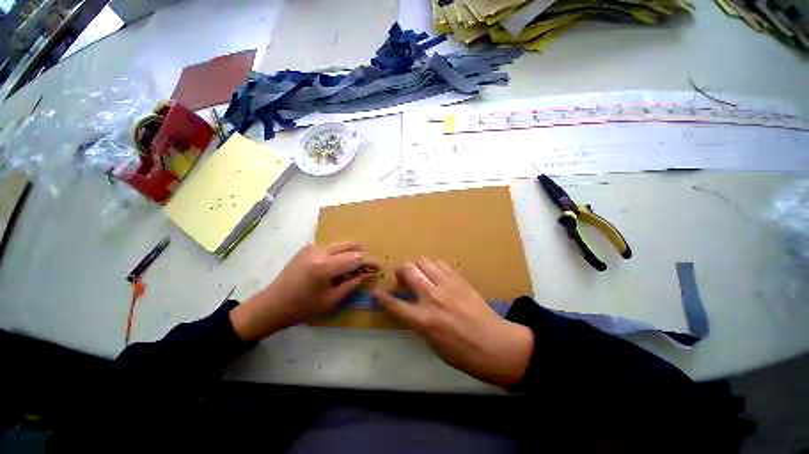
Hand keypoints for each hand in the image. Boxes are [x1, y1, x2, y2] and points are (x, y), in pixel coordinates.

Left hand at [230, 241, 378, 340]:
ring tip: (350, 269)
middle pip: (351, 244)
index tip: (378, 267)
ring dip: (350, 253)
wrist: (271, 305)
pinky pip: (331, 246)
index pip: (356, 257)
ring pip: (342, 243)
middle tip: (364, 268)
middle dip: (361, 254)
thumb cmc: (302, 308)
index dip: (370, 261)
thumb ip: (353, 283)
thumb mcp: (332, 300)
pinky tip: (335, 268)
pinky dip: (339, 254)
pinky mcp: (308, 247)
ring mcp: (312, 247)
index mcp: (325, 266)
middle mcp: (320, 251)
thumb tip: (369, 273)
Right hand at [374, 259, 533, 387]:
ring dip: (417, 266)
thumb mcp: (432, 343)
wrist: (495, 345)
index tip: (377, 292)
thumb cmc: (461, 353)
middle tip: (402, 277)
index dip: (382, 297)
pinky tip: (437, 274)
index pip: (394, 304)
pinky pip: (441, 264)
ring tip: (420, 274)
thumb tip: (410, 307)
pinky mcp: (459, 279)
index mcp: (422, 320)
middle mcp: (431, 297)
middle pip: (408, 270)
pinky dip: (434, 267)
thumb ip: (418, 321)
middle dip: (400, 271)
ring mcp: (446, 285)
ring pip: (424, 261)